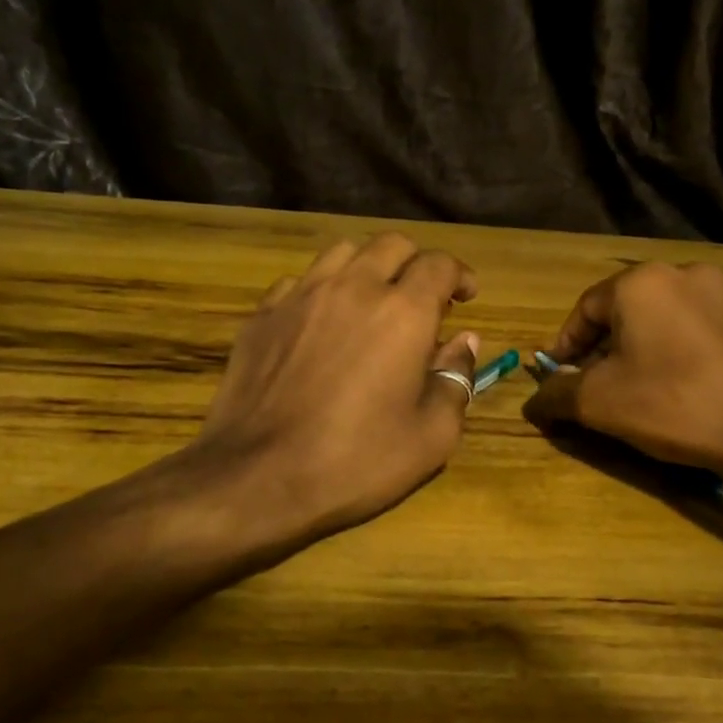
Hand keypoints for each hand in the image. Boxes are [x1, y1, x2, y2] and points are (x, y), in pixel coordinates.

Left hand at [188, 233, 481, 549]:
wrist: (256, 478)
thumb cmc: (355, 462)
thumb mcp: (431, 436)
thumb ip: (456, 378)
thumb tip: (464, 341)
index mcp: (403, 312)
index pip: (439, 264)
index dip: (460, 275)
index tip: (466, 296)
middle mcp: (353, 287)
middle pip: (392, 244)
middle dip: (416, 263)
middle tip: (423, 298)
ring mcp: (301, 295)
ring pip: (343, 252)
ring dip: (369, 266)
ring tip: (373, 300)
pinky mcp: (263, 313)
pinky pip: (300, 281)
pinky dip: (323, 290)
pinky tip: (322, 323)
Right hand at [525, 261, 722, 472]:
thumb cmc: (673, 404)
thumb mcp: (599, 402)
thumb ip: (557, 393)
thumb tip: (533, 400)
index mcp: (640, 282)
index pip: (584, 310)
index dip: (565, 347)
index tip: (557, 378)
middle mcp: (682, 272)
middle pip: (623, 312)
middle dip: (603, 349)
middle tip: (594, 388)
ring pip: (660, 320)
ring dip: (639, 350)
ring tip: (636, 390)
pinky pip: (694, 329)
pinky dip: (675, 352)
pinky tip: (679, 387)